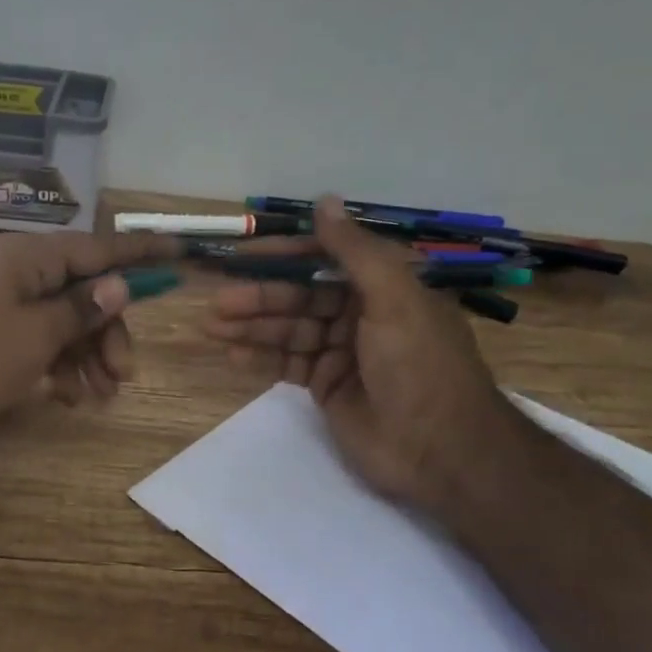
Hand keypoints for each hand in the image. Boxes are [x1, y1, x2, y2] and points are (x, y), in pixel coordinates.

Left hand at [0, 228, 180, 443]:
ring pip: (68, 322)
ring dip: (89, 356)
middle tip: (125, 374)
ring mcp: (7, 304)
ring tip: (100, 396)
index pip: (100, 248)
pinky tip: (71, 397)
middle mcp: (22, 272)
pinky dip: (61, 366)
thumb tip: (119, 285)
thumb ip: (82, 309)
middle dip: (110, 333)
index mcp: (32, 258)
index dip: (142, 254)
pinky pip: (43, 341)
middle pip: (86, 292)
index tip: (180, 254)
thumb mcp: (37, 334)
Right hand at [202, 197, 520, 506]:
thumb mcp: (393, 298)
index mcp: (383, 286)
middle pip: (301, 296)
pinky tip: (232, 354)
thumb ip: (354, 251)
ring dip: (251, 327)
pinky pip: (287, 364)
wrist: (439, 450)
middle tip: (218, 301)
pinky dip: (260, 358)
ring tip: (211, 326)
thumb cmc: (419, 365)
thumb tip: (324, 201)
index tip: (247, 253)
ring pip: (289, 330)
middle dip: (259, 297)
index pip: (326, 257)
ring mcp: (342, 351)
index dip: (286, 254)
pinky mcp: (327, 385)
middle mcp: (361, 313)